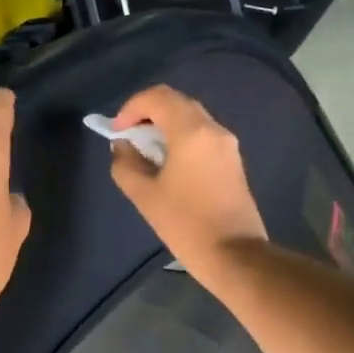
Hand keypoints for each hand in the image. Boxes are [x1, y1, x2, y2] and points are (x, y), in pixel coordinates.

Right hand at [108, 85, 267, 278]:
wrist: (234, 255)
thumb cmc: (186, 224)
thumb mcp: (145, 196)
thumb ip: (126, 165)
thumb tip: (123, 147)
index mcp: (191, 132)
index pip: (158, 97)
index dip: (132, 107)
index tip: (118, 131)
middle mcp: (213, 129)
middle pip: (177, 103)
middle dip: (148, 113)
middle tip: (129, 137)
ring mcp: (227, 145)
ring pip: (192, 118)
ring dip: (165, 126)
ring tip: (146, 152)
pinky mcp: (233, 161)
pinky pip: (202, 136)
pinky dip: (181, 138)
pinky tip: (168, 164)